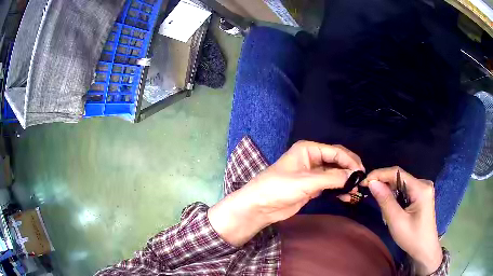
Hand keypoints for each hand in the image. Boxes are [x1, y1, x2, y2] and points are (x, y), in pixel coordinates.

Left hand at [208, 141, 364, 246]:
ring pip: (334, 174)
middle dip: (349, 170)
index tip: (361, 172)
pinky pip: (330, 185)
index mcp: (308, 149)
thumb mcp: (307, 181)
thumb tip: (354, 175)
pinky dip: (338, 189)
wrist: (260, 206)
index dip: (350, 160)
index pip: (335, 151)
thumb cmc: (279, 187)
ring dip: (345, 181)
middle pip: (336, 161)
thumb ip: (332, 178)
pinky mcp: (311, 187)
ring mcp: (312, 174)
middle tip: (361, 181)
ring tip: (356, 190)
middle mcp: (312, 158)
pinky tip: (346, 196)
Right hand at [362, 167, 442, 274]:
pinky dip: (395, 197)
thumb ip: (385, 201)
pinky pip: (404, 190)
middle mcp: (423, 183)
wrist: (425, 249)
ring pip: (401, 184)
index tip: (364, 182)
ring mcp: (423, 188)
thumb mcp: (396, 221)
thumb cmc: (412, 237)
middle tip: (371, 197)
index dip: (379, 174)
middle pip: (399, 177)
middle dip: (384, 185)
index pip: (397, 172)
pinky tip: (392, 209)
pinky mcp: (421, 195)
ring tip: (384, 211)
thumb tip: (372, 183)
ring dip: (389, 193)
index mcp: (421, 188)